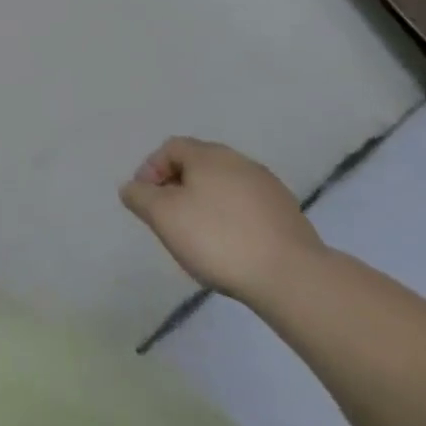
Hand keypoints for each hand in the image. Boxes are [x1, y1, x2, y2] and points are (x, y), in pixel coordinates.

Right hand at [121, 137, 323, 302]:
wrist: (293, 278)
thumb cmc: (218, 239)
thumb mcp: (163, 217)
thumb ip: (140, 197)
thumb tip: (132, 187)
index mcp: (208, 155)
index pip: (170, 148)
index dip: (151, 169)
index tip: (145, 200)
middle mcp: (239, 161)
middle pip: (198, 165)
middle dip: (178, 187)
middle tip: (168, 218)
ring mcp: (268, 187)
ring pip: (224, 187)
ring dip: (206, 204)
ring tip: (199, 237)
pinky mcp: (289, 215)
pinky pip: (247, 208)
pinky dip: (232, 220)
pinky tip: (232, 247)